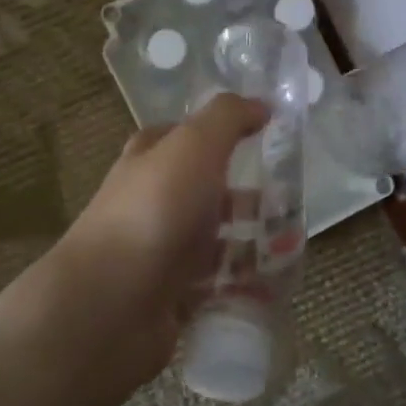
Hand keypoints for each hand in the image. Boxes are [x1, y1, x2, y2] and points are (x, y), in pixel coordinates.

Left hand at [45, 93, 268, 390]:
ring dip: (252, 245)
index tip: (264, 139)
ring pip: (214, 243)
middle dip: (248, 199)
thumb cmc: (155, 210)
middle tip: (293, 206)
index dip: (219, 135)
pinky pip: (216, 288)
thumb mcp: (194, 145)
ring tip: (294, 250)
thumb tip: (261, 104)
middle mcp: (152, 203)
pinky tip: (274, 290)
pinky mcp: (171, 297)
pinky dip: (244, 288)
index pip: (182, 138)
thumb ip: (227, 118)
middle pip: (206, 194)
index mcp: (150, 161)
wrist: (111, 301)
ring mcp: (160, 252)